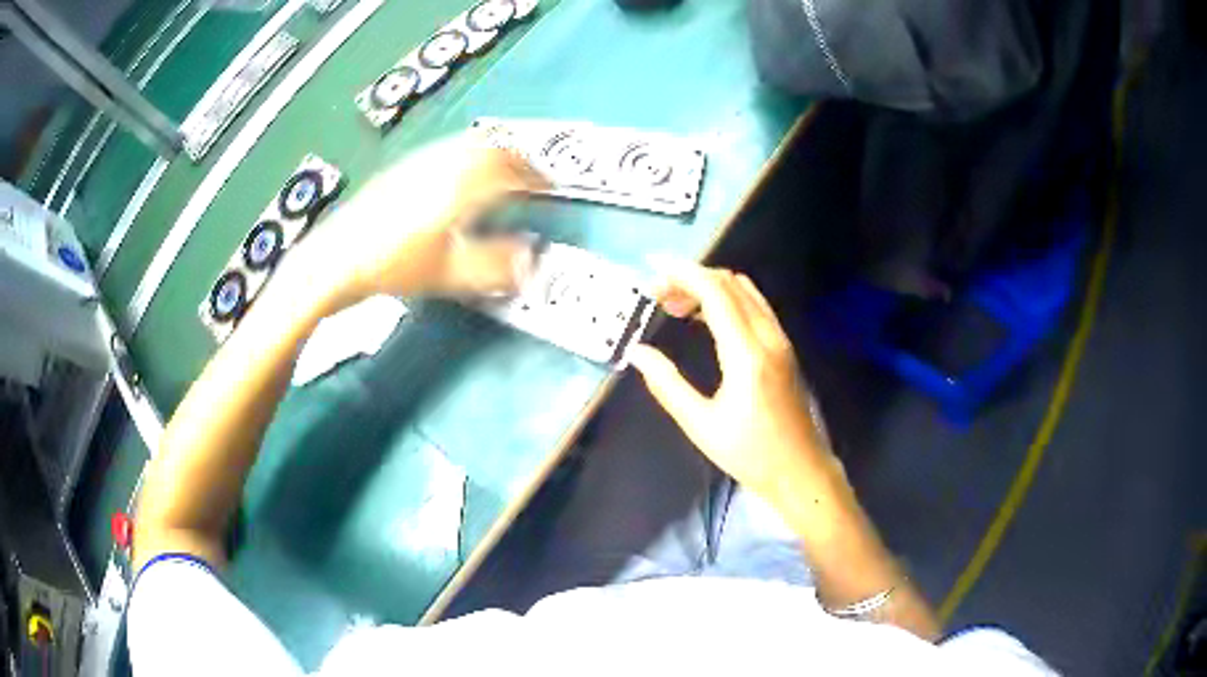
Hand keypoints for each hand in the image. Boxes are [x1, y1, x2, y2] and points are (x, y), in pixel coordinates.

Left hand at [292, 133, 548, 313]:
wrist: (335, 260)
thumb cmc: (388, 264)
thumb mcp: (448, 271)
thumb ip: (494, 265)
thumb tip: (531, 261)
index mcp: (457, 184)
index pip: (507, 167)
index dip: (534, 175)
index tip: (547, 185)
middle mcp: (438, 165)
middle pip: (488, 146)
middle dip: (516, 158)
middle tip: (529, 174)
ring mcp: (416, 165)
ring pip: (465, 145)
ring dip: (490, 154)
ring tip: (499, 173)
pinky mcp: (399, 173)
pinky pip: (444, 152)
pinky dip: (465, 159)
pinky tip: (458, 179)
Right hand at [627, 261, 835, 502]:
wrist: (800, 471)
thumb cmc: (750, 454)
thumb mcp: (701, 424)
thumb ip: (666, 385)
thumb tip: (637, 352)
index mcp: (747, 354)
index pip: (715, 293)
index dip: (682, 273)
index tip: (652, 268)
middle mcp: (768, 337)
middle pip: (730, 283)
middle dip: (690, 277)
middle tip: (656, 293)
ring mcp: (780, 340)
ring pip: (745, 291)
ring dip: (709, 286)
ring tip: (675, 304)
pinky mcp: (784, 347)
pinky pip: (755, 306)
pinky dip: (727, 298)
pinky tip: (704, 317)